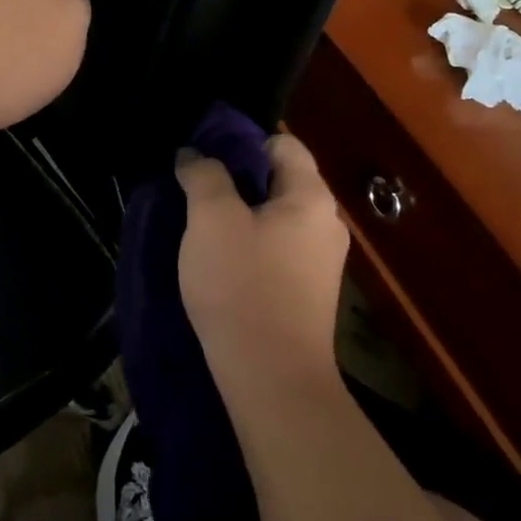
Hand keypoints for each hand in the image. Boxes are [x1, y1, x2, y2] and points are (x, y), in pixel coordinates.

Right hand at [177, 134, 349, 393]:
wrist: (272, 380)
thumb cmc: (242, 286)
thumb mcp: (212, 219)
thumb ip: (203, 175)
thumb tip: (195, 154)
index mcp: (311, 196)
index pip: (282, 142)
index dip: (242, 141)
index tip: (203, 155)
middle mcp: (326, 223)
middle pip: (279, 179)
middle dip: (236, 178)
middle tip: (194, 189)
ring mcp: (321, 261)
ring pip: (275, 217)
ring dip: (239, 214)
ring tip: (199, 225)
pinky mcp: (308, 292)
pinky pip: (276, 249)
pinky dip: (249, 244)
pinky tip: (219, 261)